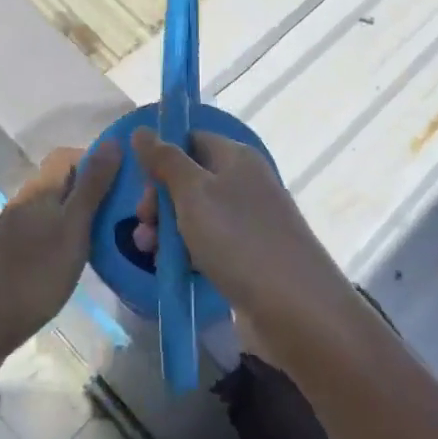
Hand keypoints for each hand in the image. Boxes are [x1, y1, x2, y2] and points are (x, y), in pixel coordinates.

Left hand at [0, 141, 120, 357]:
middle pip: (62, 178)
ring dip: (81, 209)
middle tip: (123, 207)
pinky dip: (68, 228)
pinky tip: (82, 250)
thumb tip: (113, 142)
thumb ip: (93, 185)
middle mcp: (26, 199)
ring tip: (109, 229)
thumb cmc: (38, 273)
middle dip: (93, 185)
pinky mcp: (15, 247)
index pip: (67, 154)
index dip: (96, 159)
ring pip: (56, 203)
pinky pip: (48, 224)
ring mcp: (17, 224)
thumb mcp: (74, 227)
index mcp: (39, 188)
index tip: (123, 179)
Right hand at [129, 129, 355, 352]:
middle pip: (190, 179)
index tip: (141, 182)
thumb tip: (141, 130)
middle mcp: (244, 183)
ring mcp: (248, 221)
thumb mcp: (194, 193)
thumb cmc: (239, 239)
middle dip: (159, 200)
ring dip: (166, 230)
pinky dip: (187, 253)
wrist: (296, 308)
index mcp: (236, 157)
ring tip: (148, 252)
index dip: (163, 156)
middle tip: (144, 224)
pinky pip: (208, 245)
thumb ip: (165, 161)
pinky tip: (171, 269)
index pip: (191, 140)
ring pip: (195, 215)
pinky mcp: (247, 257)